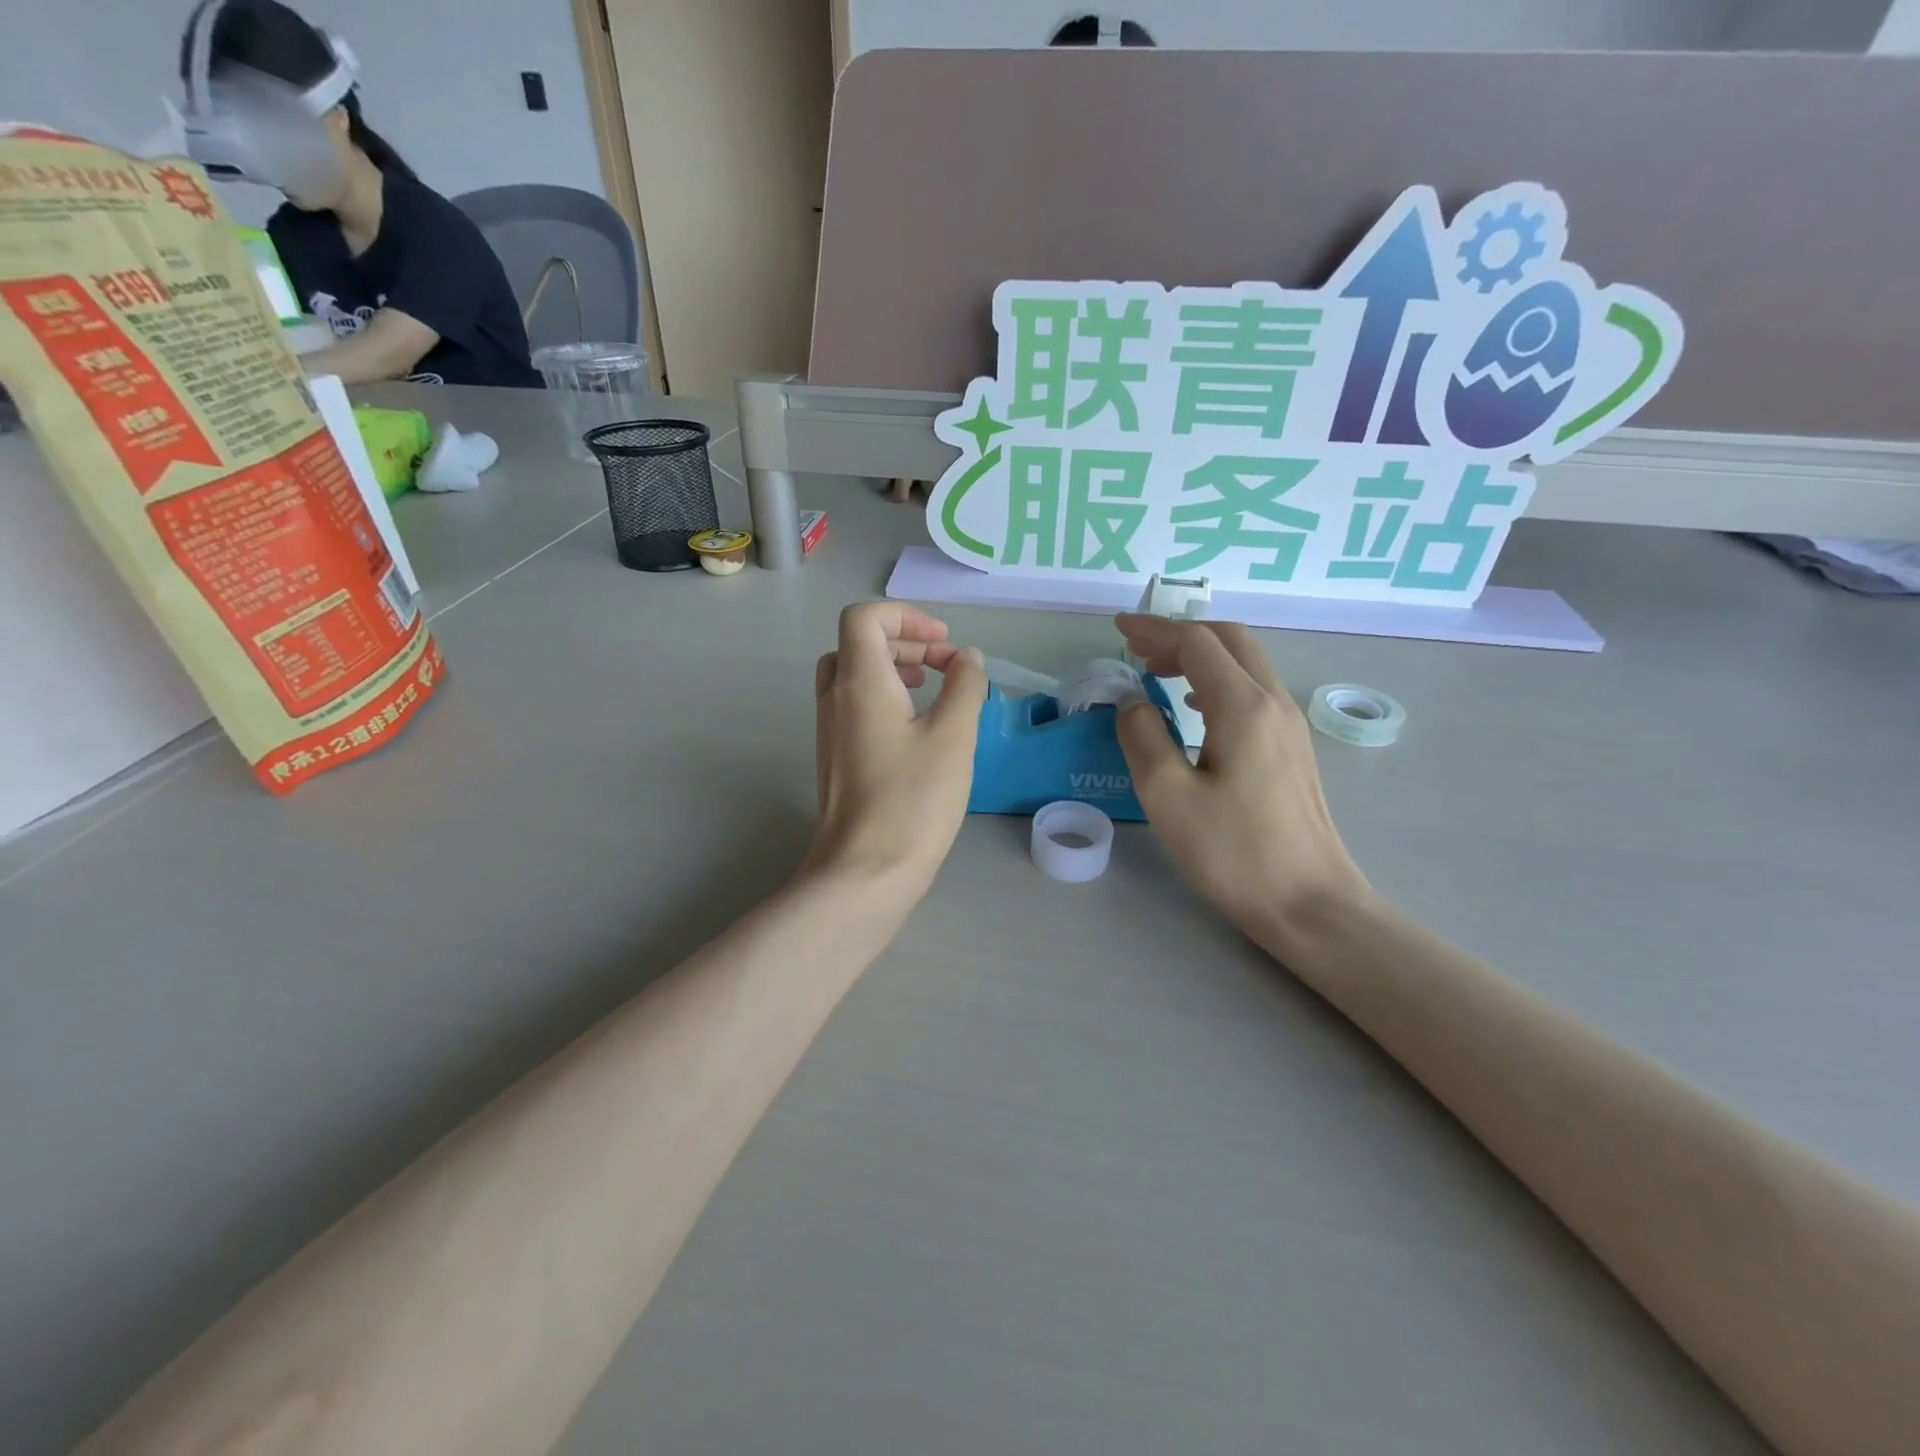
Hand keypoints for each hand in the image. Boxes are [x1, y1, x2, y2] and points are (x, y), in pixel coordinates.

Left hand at [807, 602, 986, 896]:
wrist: (866, 871)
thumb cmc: (913, 800)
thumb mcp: (953, 736)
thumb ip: (965, 686)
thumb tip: (968, 659)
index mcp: (859, 682)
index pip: (864, 617)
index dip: (905, 616)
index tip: (943, 643)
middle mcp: (835, 698)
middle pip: (857, 643)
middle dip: (905, 641)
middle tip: (946, 663)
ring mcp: (830, 730)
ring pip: (853, 675)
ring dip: (893, 669)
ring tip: (933, 688)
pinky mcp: (836, 758)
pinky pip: (855, 706)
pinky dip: (884, 698)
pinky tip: (918, 728)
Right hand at [1114, 614, 1369, 944]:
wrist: (1309, 902)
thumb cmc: (1234, 852)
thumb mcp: (1168, 797)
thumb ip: (1142, 737)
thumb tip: (1132, 702)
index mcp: (1242, 707)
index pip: (1196, 642)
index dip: (1154, 629)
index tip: (1118, 630)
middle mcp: (1273, 702)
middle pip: (1229, 639)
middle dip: (1180, 634)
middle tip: (1138, 650)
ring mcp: (1289, 724)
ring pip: (1245, 662)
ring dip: (1200, 656)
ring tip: (1157, 673)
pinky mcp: (1292, 747)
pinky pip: (1253, 690)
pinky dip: (1217, 680)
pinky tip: (1194, 708)